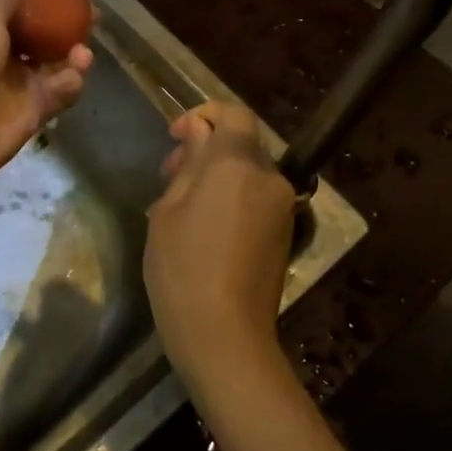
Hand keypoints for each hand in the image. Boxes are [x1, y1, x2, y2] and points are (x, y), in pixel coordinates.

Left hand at [0, 0, 92, 197]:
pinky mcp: (29, 113)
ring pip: (51, 62)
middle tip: (90, 12)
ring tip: (84, 49)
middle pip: (36, 29)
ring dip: (71, 52)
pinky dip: (70, 82)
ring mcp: (13, 84)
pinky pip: (58, 93)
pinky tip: (77, 73)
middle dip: (63, 19)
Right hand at [144, 101, 295, 387]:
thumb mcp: (169, 210)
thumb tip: (198, 131)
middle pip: (241, 145)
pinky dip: (230, 199)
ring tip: (179, 208)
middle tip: (167, 176)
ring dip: (216, 177)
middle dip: (205, 150)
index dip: (203, 115)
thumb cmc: (182, 267)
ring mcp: (282, 209)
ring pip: (248, 174)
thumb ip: (188, 163)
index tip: (175, 136)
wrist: (224, 335)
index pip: (234, 115)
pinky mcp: (284, 235)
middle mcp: (269, 179)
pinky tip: (201, 230)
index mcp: (237, 164)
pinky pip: (256, 200)